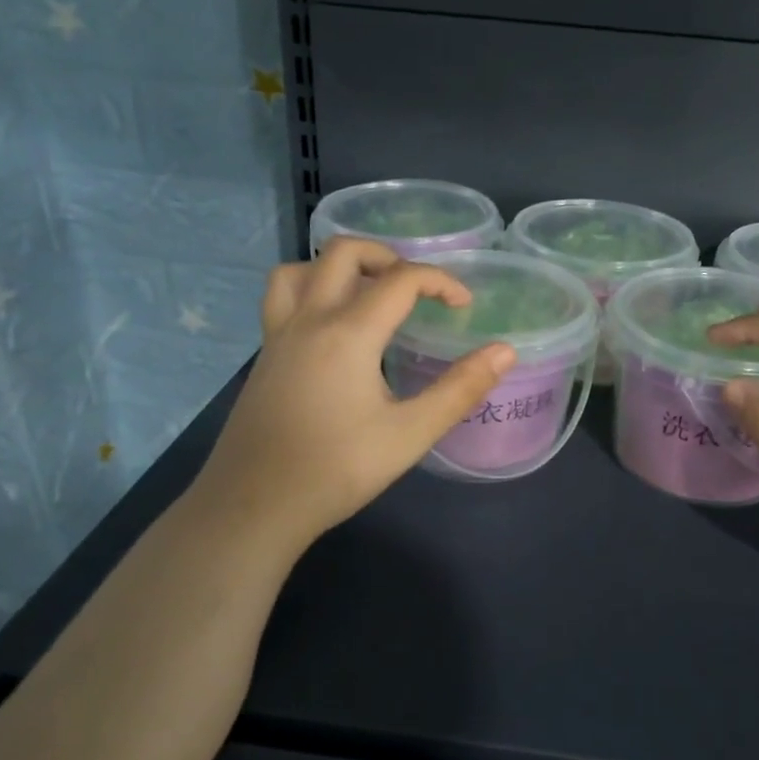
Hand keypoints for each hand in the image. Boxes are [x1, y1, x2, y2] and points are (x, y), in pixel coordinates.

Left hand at [194, 240, 516, 551]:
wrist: (254, 507)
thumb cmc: (337, 470)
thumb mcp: (410, 434)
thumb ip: (460, 389)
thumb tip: (504, 351)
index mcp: (348, 333)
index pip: (401, 279)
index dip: (441, 282)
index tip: (463, 306)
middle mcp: (309, 320)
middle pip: (344, 252)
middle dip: (388, 256)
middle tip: (414, 289)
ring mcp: (278, 335)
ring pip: (300, 268)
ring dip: (339, 267)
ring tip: (367, 294)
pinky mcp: (263, 356)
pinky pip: (283, 297)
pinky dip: (311, 289)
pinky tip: (331, 330)